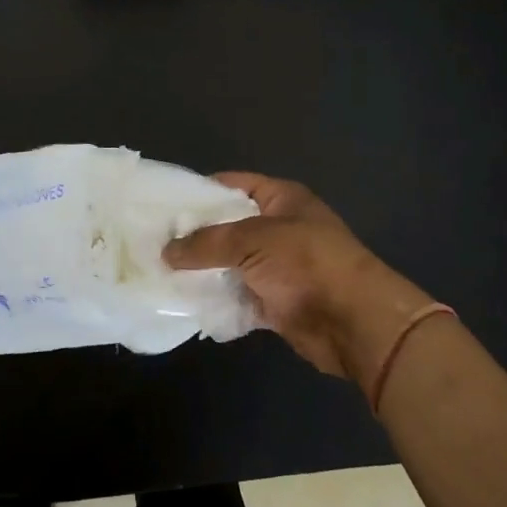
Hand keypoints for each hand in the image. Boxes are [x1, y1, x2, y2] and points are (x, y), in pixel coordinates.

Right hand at [163, 173, 435, 391]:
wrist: (354, 322)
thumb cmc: (307, 263)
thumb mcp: (252, 240)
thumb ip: (207, 243)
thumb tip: (166, 251)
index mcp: (282, 199)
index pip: (234, 184)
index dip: (200, 190)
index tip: (163, 202)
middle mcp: (279, 229)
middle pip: (228, 227)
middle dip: (194, 235)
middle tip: (152, 240)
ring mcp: (277, 267)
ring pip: (230, 265)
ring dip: (202, 271)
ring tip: (158, 271)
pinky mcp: (275, 302)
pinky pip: (237, 297)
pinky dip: (217, 301)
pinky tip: (184, 302)